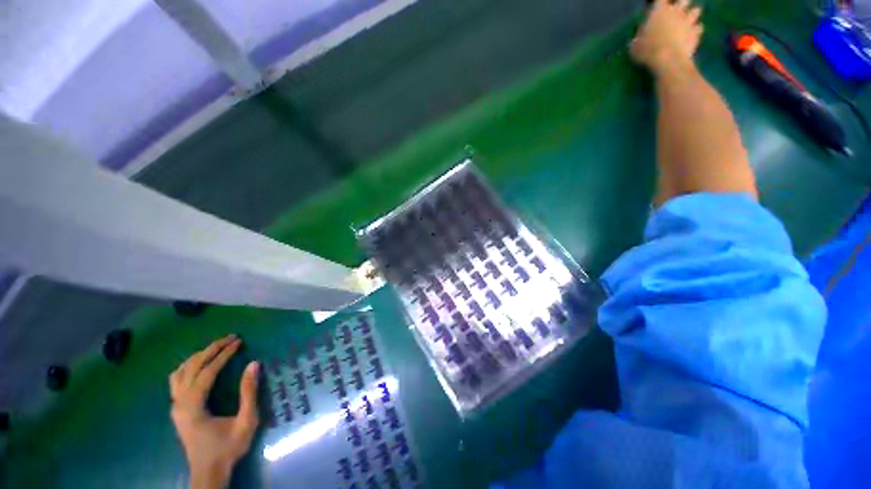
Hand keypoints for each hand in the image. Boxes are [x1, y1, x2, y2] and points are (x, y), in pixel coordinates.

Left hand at [169, 335, 259, 488]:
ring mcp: (175, 406)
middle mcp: (179, 403)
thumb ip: (249, 392)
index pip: (207, 372)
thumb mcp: (246, 421)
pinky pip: (177, 381)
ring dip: (198, 356)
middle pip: (191, 368)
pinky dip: (189, 367)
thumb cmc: (228, 448)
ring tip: (216, 347)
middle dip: (211, 349)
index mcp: (194, 407)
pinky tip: (200, 365)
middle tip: (230, 338)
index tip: (239, 342)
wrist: (209, 471)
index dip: (223, 355)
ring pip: (180, 372)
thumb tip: (254, 364)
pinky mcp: (177, 409)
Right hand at [630, 0, 702, 74]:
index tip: (658, 6)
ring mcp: (688, 21)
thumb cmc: (647, 50)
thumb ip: (638, 39)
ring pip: (696, 10)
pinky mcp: (696, 32)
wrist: (668, 60)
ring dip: (692, 14)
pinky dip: (696, 30)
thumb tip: (636, 40)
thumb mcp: (635, 47)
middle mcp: (676, 11)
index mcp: (659, 11)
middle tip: (678, 9)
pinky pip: (699, 27)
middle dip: (682, 3)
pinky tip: (692, 34)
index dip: (660, 2)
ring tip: (688, 20)